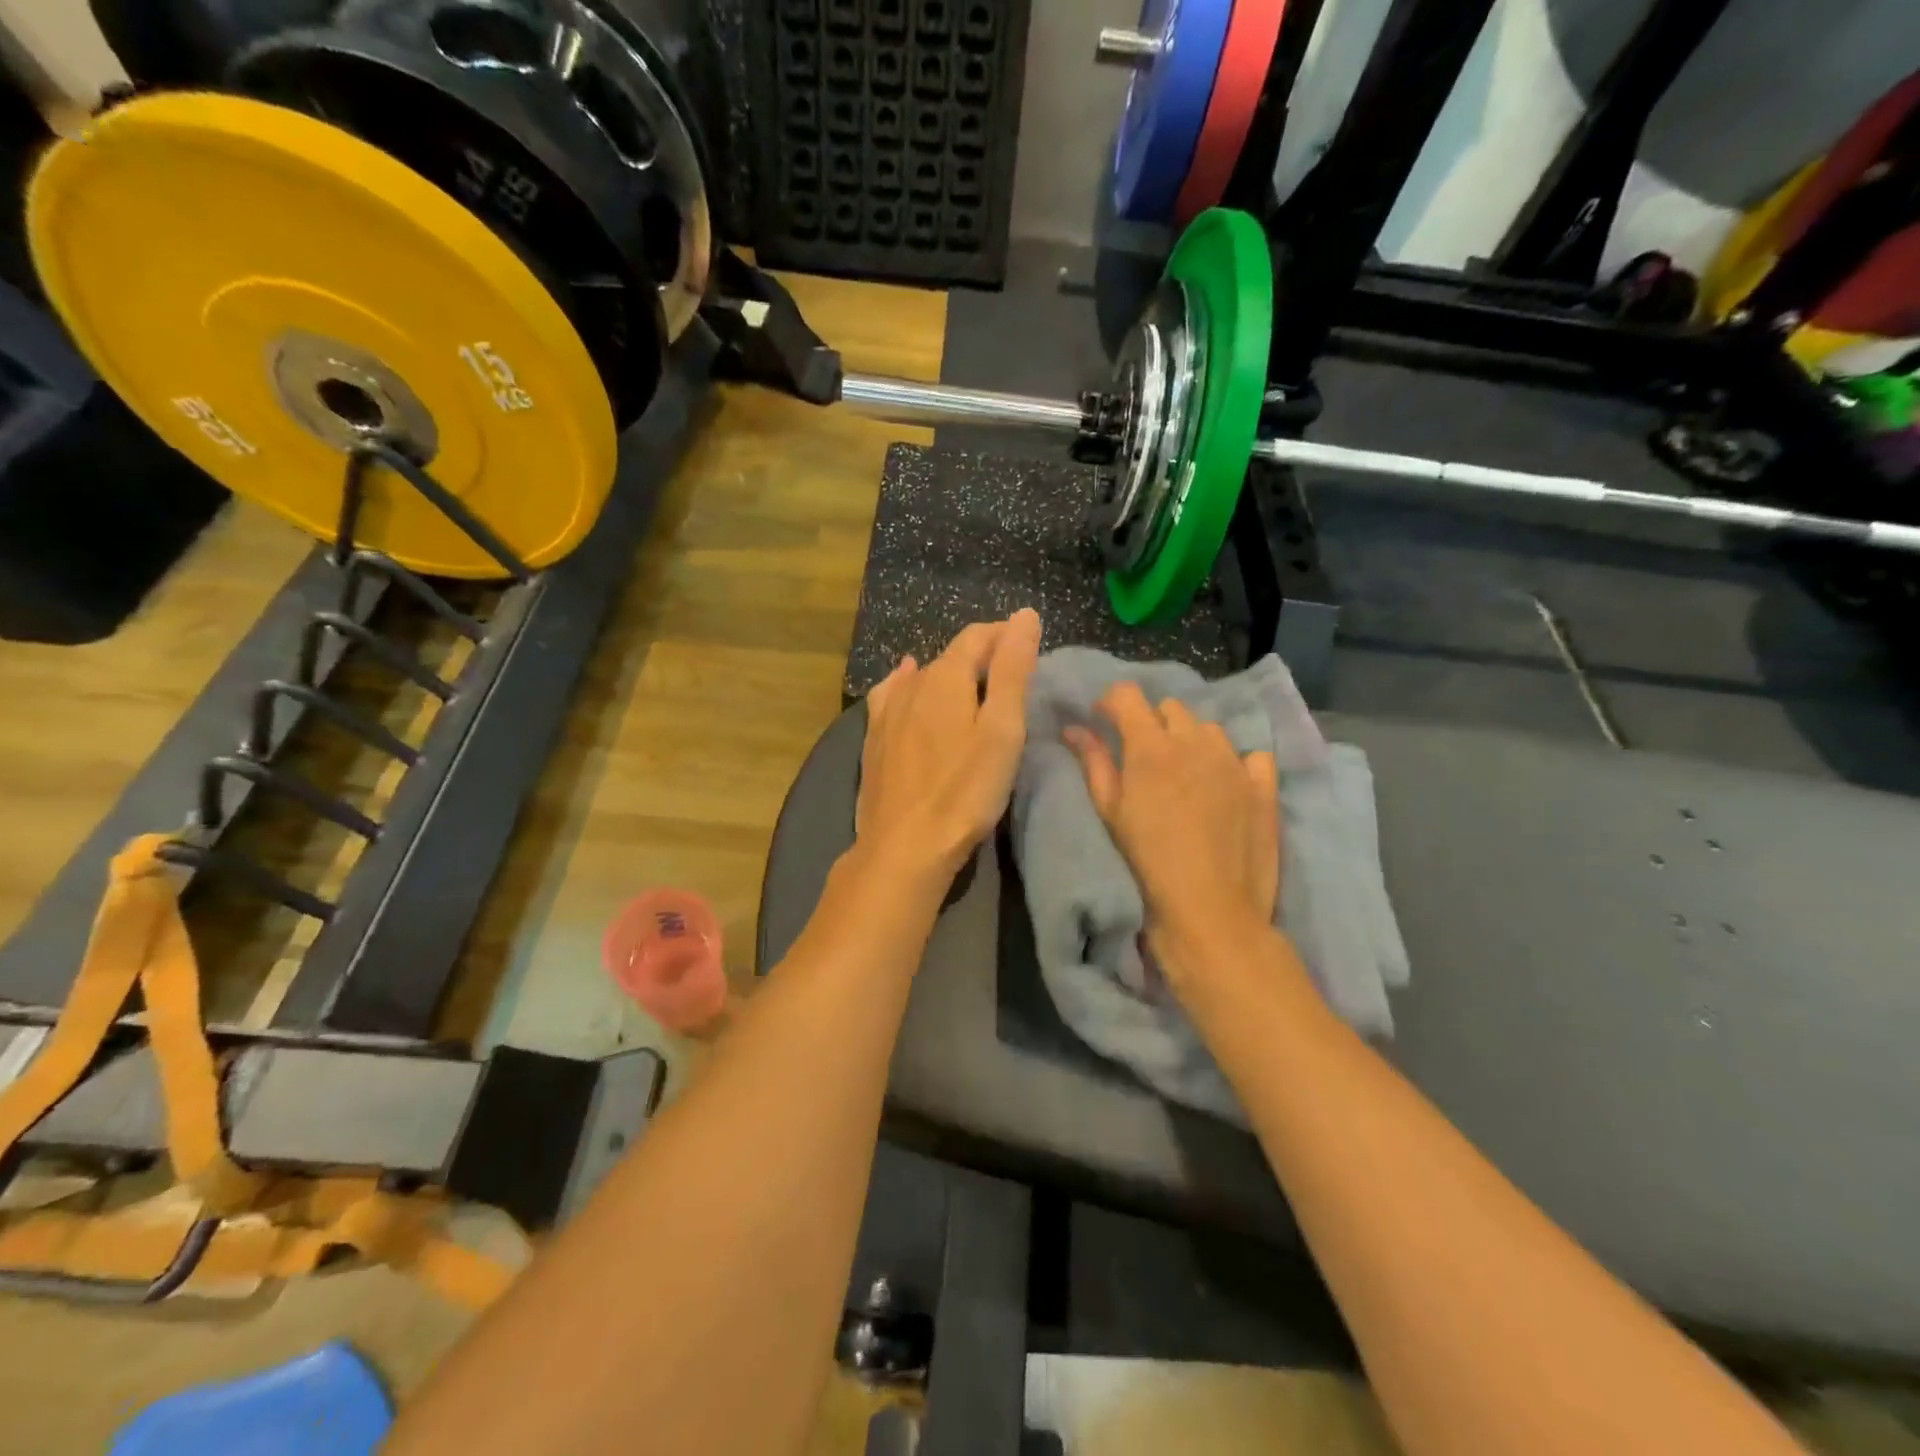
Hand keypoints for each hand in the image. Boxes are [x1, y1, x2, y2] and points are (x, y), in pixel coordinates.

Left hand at [856, 610, 1041, 887]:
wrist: (904, 846)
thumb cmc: (965, 791)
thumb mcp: (1002, 730)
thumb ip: (1012, 670)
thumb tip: (1024, 615)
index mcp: (945, 677)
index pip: (977, 637)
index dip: (1004, 634)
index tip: (1028, 643)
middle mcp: (911, 684)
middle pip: (951, 656)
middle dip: (981, 655)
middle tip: (1010, 672)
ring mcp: (887, 712)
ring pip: (922, 676)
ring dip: (949, 673)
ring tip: (971, 683)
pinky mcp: (874, 739)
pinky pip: (892, 695)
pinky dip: (908, 684)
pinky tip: (906, 683)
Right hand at [1065, 682, 1279, 986]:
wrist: (1209, 908)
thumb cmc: (1148, 861)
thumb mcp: (1111, 812)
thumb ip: (1094, 762)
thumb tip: (1074, 728)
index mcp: (1151, 746)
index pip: (1128, 695)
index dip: (1111, 702)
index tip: (1104, 722)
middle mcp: (1195, 741)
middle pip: (1169, 707)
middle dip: (1151, 722)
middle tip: (1144, 757)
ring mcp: (1234, 761)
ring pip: (1208, 728)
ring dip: (1191, 739)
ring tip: (1184, 772)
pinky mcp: (1263, 784)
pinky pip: (1249, 753)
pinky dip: (1235, 761)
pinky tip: (1225, 784)